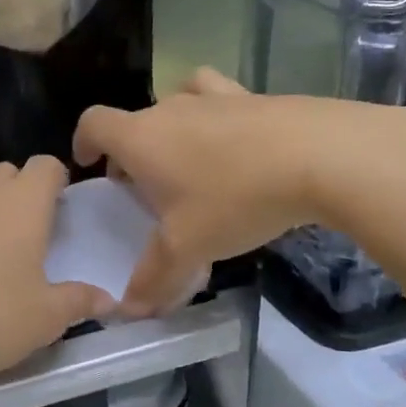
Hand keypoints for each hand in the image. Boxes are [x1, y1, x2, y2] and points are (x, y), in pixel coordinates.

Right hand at [73, 68, 405, 315]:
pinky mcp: (255, 96)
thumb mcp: (189, 247)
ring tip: (188, 160)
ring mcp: (214, 97)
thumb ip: (155, 278)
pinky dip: (216, 117)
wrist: (321, 156)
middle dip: (132, 152)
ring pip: (176, 103)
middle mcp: (170, 108)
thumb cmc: (236, 198)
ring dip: (172, 128)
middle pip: (135, 121)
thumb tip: (130, 309)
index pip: (94, 123)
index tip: (89, 164)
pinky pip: (220, 100)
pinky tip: (235, 141)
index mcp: (141, 138)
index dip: (84, 142)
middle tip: (146, 189)